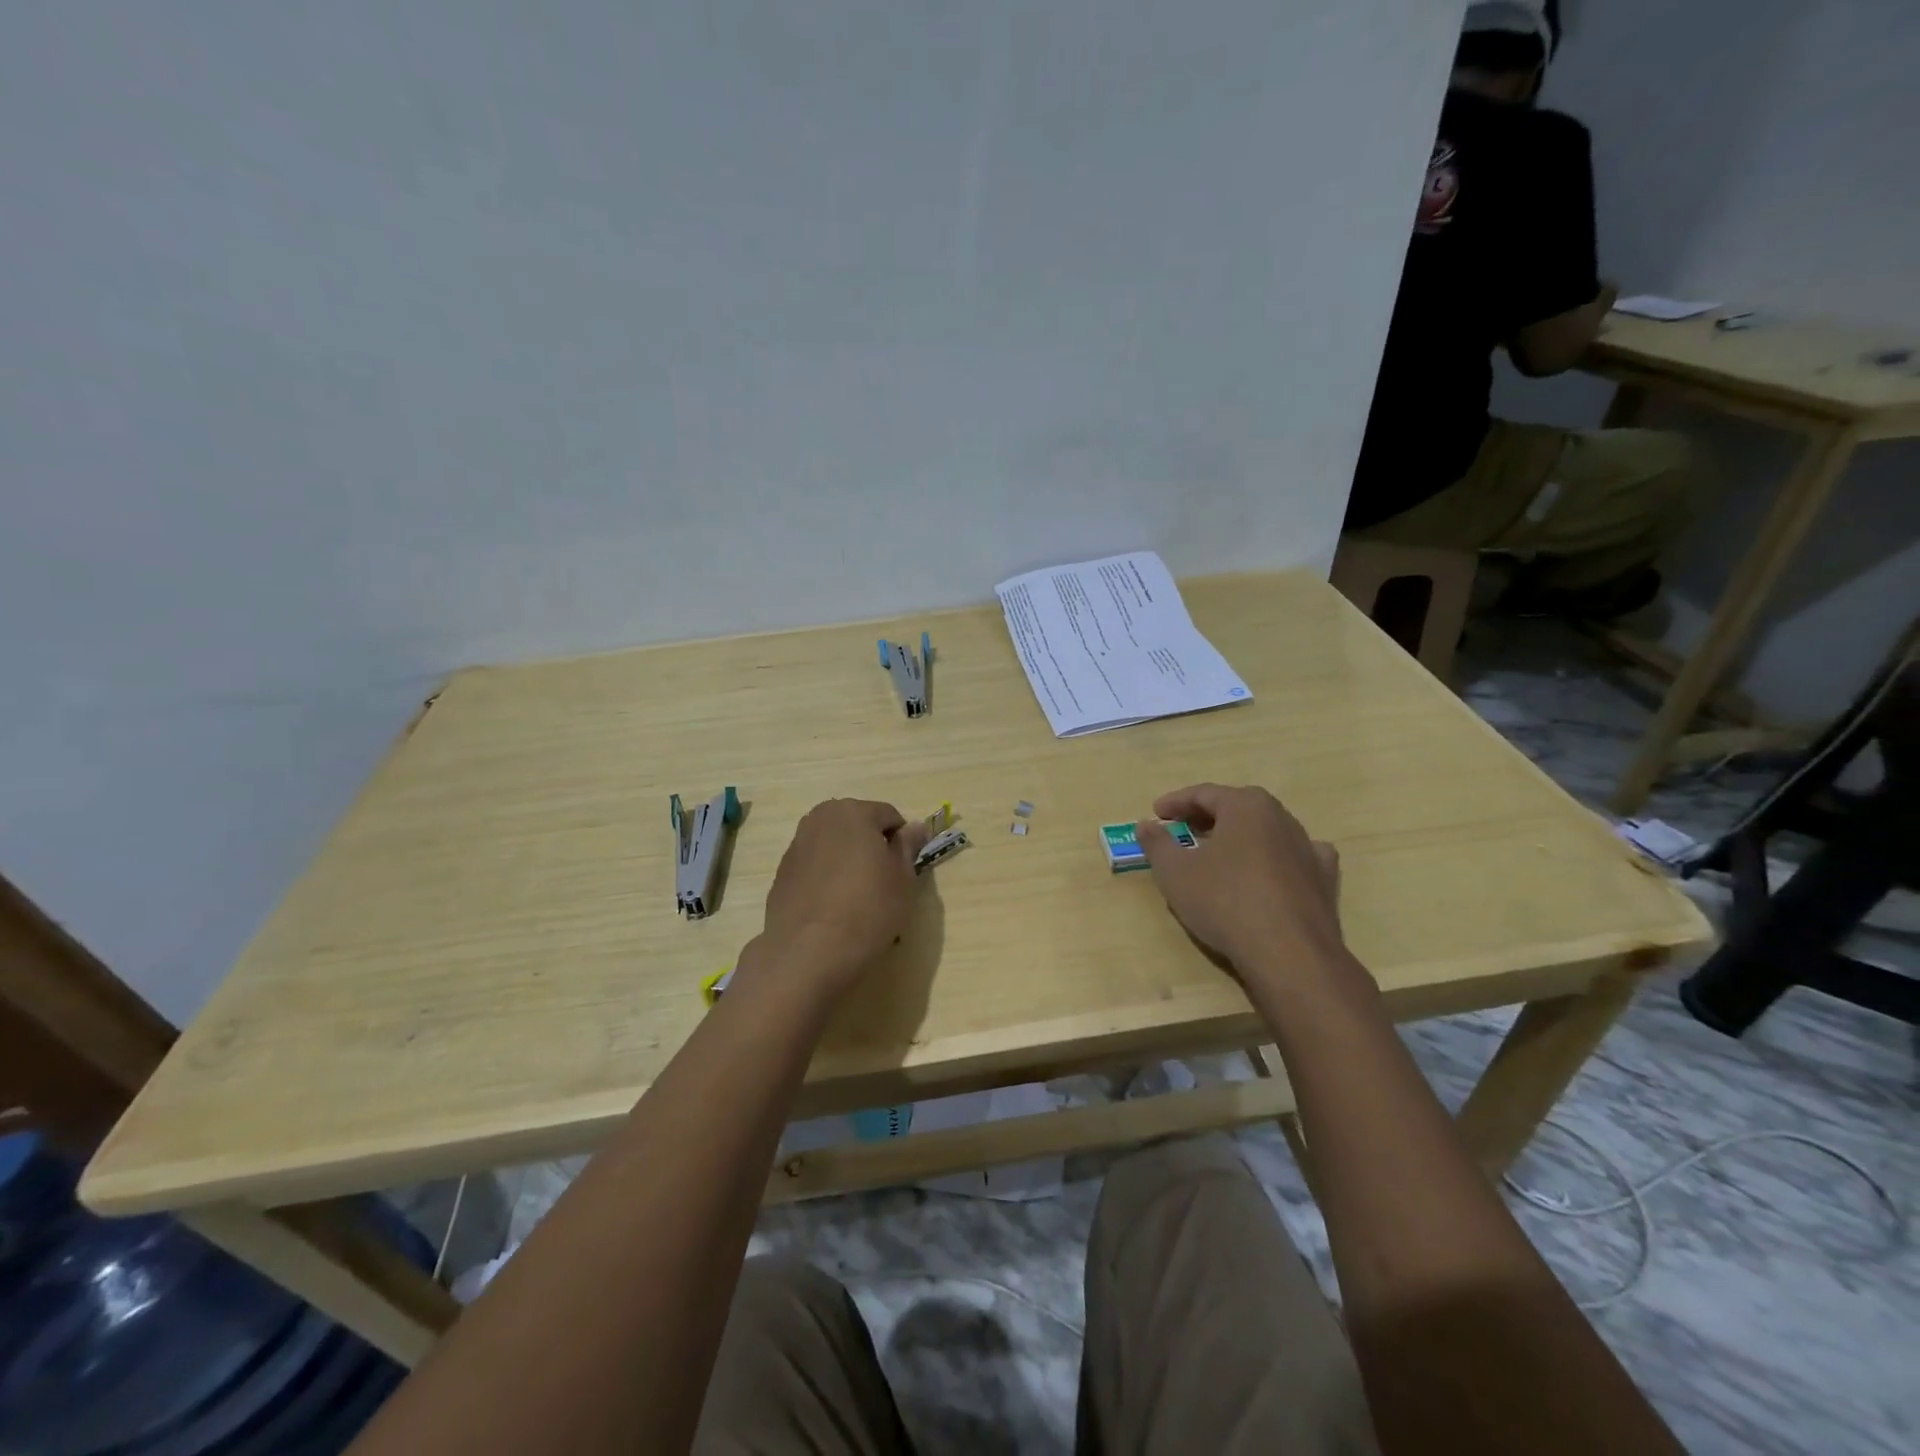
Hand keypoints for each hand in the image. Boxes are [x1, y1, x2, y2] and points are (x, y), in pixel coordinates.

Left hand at [753, 798, 929, 996]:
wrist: (807, 952)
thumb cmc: (867, 909)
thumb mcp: (903, 879)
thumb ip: (908, 846)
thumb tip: (916, 826)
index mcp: (852, 811)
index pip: (889, 816)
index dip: (902, 842)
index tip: (906, 870)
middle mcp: (820, 819)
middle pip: (858, 826)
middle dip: (872, 847)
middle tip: (884, 883)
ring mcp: (796, 845)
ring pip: (834, 846)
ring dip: (848, 861)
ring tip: (857, 899)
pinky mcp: (782, 873)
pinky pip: (815, 866)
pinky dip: (827, 878)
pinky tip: (833, 908)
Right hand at [1137, 784, 1343, 975]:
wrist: (1289, 954)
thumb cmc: (1224, 902)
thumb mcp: (1174, 872)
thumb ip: (1157, 843)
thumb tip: (1146, 824)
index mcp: (1246, 806)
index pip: (1204, 793)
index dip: (1176, 802)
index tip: (1156, 814)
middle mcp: (1282, 818)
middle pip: (1238, 808)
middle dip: (1207, 816)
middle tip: (1183, 830)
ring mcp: (1308, 848)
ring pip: (1267, 832)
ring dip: (1240, 837)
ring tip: (1219, 854)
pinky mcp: (1324, 879)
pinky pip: (1295, 858)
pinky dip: (1277, 859)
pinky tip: (1269, 872)